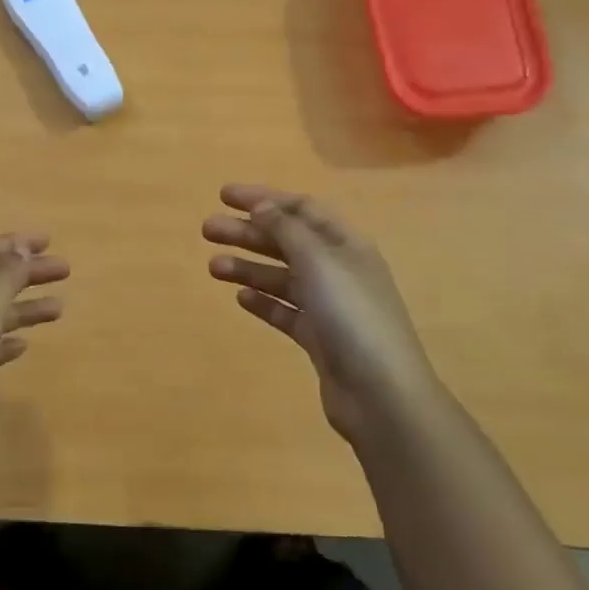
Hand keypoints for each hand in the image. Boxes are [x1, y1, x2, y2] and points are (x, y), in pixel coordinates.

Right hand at [204, 184, 441, 446]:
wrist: (381, 394)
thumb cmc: (352, 316)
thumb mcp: (319, 262)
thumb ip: (287, 230)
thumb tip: (262, 206)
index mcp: (346, 245)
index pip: (302, 209)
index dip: (264, 198)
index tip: (224, 195)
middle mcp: (339, 270)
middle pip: (287, 242)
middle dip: (248, 232)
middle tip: (207, 230)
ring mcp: (330, 307)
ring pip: (282, 277)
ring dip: (248, 267)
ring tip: (213, 267)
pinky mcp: (319, 339)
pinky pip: (286, 311)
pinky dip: (263, 302)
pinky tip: (240, 299)